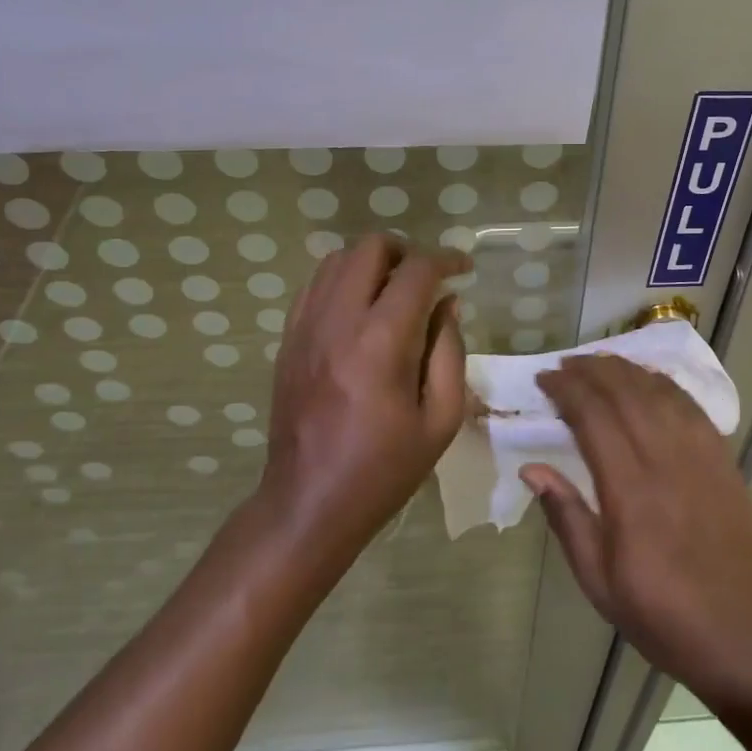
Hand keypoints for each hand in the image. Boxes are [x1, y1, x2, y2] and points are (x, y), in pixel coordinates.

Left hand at [258, 234, 468, 556]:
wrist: (308, 502)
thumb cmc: (384, 468)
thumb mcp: (440, 419)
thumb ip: (449, 351)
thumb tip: (448, 303)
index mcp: (381, 342)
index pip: (416, 271)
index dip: (446, 260)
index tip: (464, 269)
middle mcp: (338, 321)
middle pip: (370, 248)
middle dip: (406, 251)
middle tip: (427, 278)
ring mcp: (306, 327)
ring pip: (337, 259)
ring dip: (372, 263)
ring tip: (394, 290)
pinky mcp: (288, 339)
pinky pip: (314, 286)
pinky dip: (342, 281)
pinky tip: (359, 309)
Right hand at [523, 354, 751, 712]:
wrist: (745, 637)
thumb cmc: (663, 615)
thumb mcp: (599, 581)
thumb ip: (566, 518)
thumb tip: (532, 469)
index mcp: (630, 491)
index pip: (593, 417)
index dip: (566, 389)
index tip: (545, 379)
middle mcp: (665, 460)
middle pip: (625, 392)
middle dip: (592, 370)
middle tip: (565, 365)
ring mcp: (700, 456)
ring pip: (659, 391)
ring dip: (626, 369)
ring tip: (600, 363)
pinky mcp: (724, 460)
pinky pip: (691, 406)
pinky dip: (664, 384)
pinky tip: (649, 381)